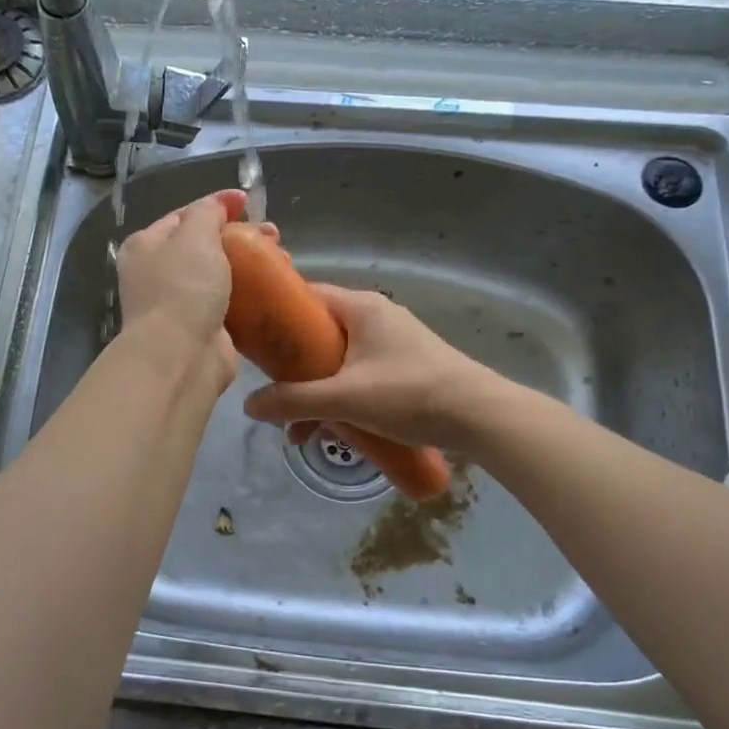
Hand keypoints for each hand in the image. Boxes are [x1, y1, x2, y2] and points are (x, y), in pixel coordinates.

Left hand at [115, 188, 275, 395]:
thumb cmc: (182, 288)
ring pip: (221, 275)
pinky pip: (231, 304)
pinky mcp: (204, 330)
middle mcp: (157, 274)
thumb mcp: (193, 235)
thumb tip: (222, 201)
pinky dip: (252, 295)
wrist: (181, 357)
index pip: (183, 216)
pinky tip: (274, 288)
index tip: (249, 202)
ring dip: (251, 265)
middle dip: (240, 236)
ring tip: (282, 259)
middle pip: (204, 246)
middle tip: (274, 235)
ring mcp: (180, 304)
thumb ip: (207, 211)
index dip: (216, 206)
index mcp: (145, 246)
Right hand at [241, 285, 494, 450]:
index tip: (252, 343)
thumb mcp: (344, 398)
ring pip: (339, 360)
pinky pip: (360, 373)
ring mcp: (393, 341)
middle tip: (274, 397)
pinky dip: (343, 397)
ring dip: (317, 392)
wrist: (480, 416)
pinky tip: (335, 431)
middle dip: (294, 370)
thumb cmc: (409, 394)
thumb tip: (248, 405)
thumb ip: (294, 401)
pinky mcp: (405, 365)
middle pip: (319, 334)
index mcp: (360, 307)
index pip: (305, 296)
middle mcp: (375, 316)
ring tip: (301, 432)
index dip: (275, 316)